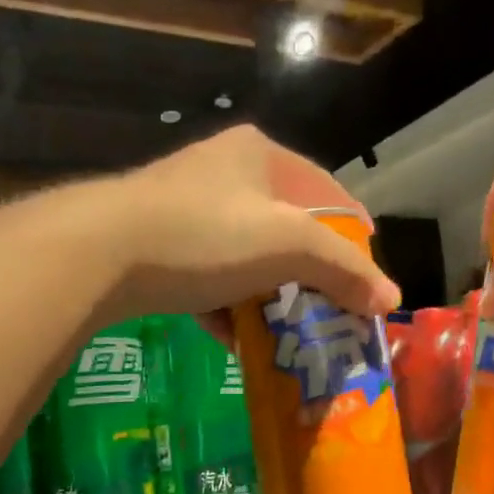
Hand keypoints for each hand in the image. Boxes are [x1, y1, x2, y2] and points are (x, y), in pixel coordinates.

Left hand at [105, 125, 401, 338]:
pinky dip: (226, 307)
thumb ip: (343, 269)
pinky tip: (235, 339)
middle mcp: (223, 172)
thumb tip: (392, 300)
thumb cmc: (206, 235)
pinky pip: (208, 277)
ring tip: (288, 331)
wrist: (101, 252)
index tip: (369, 277)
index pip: (327, 190)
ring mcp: (185, 208)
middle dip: (309, 273)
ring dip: (268, 295)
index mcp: (260, 154)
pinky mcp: (157, 245)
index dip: (355, 233)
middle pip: (285, 227)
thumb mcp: (287, 246)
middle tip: (330, 309)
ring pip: (245, 256)